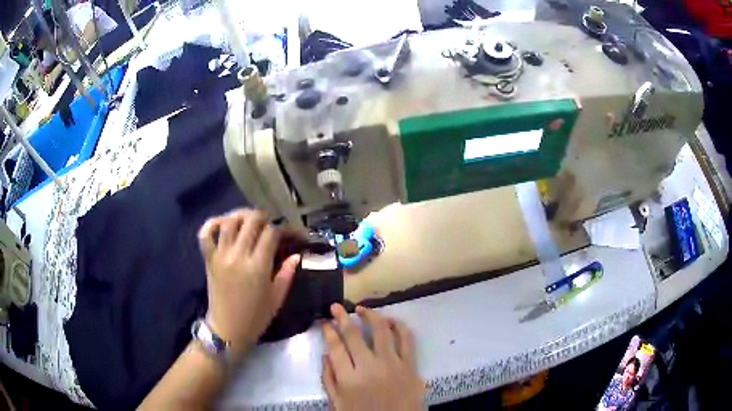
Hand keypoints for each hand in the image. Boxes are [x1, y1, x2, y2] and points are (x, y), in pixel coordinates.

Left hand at [198, 209, 299, 356]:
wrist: (227, 330)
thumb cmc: (255, 318)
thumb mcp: (277, 298)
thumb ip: (287, 274)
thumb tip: (296, 255)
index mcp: (257, 267)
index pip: (271, 233)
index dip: (284, 229)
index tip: (291, 234)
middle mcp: (238, 255)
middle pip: (251, 220)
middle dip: (264, 218)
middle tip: (270, 227)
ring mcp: (220, 255)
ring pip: (229, 221)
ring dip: (242, 216)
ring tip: (250, 222)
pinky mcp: (209, 259)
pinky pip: (205, 234)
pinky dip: (213, 223)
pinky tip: (223, 223)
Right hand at [321, 304, 424, 409]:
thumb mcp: (338, 404)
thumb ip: (329, 380)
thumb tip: (325, 354)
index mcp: (349, 379)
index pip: (335, 347)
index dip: (328, 331)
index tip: (325, 321)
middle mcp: (369, 368)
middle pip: (353, 335)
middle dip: (342, 316)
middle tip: (336, 307)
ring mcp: (392, 365)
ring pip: (381, 330)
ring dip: (371, 315)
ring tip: (362, 309)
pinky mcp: (411, 366)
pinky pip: (407, 340)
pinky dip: (400, 327)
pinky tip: (391, 321)